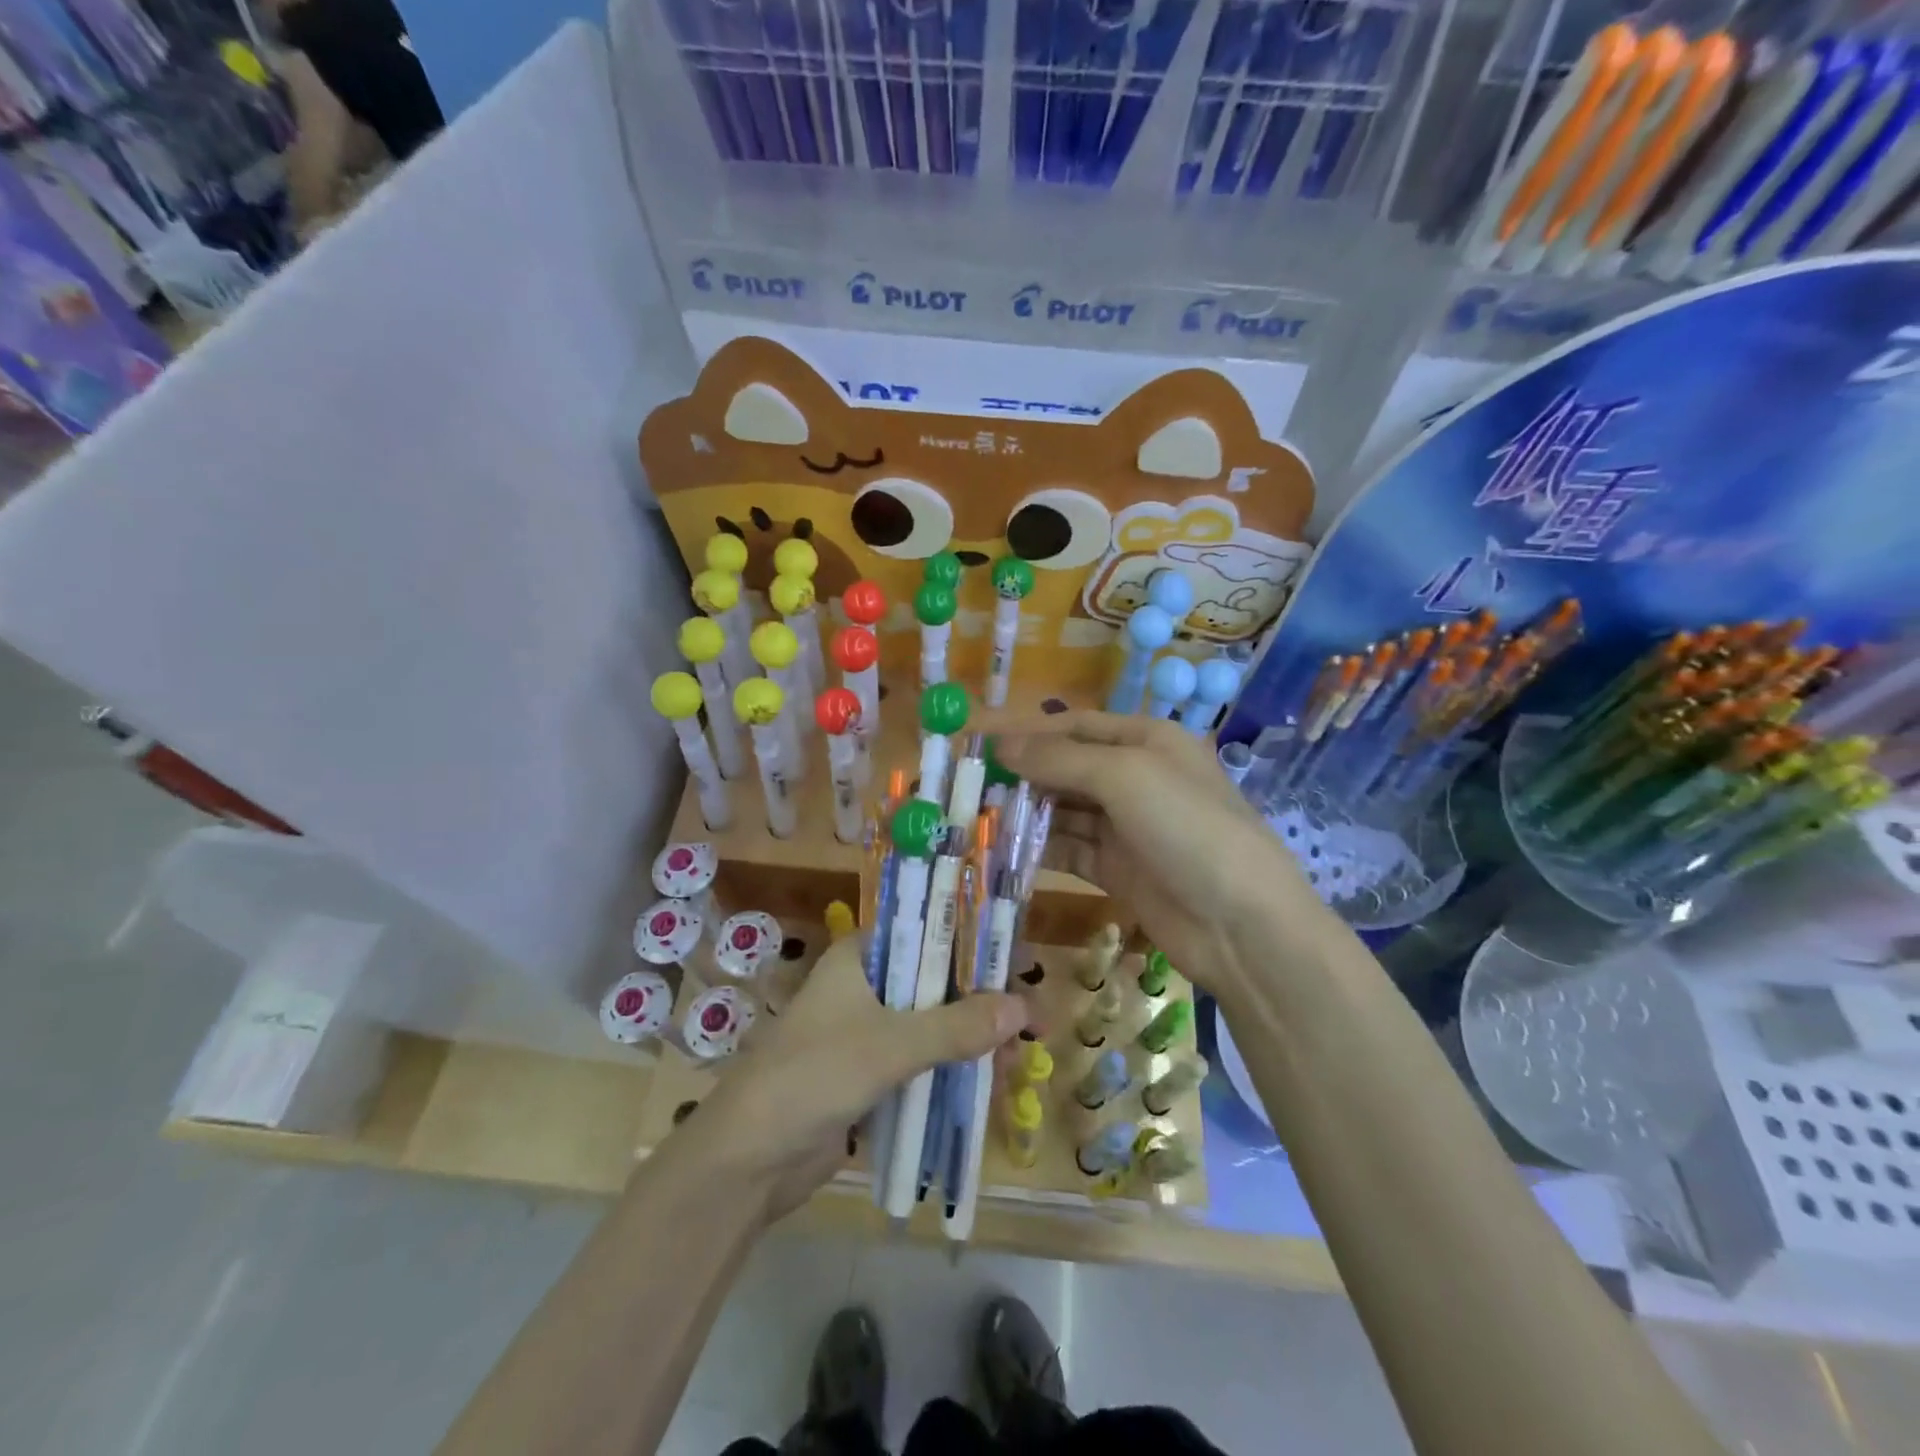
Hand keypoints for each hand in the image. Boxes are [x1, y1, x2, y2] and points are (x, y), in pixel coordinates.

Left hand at [689, 936, 1028, 1222]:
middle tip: (1030, 1022)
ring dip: (970, 1042)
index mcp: (859, 957)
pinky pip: (918, 1065)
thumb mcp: (891, 1045)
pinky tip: (987, 1085)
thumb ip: (957, 1026)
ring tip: (1018, 1061)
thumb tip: (1023, 1008)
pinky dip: (949, 1073)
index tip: (1014, 962)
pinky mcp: (865, 1077)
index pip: (925, 932)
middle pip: (933, 983)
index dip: (971, 944)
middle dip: (980, 1003)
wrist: (747, 1160)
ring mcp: (863, 1033)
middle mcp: (863, 987)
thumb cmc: (814, 1075)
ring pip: (929, 1027)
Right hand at [989, 712, 1332, 1000]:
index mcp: (1147, 740)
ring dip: (1025, 812)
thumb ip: (1060, 759)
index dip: (1028, 731)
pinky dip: (1038, 848)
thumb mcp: (1124, 776)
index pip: (1076, 725)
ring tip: (975, 817)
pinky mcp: (1118, 870)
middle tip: (967, 785)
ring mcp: (1127, 827)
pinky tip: (1002, 850)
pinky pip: (1069, 850)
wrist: (1241, 924)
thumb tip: (1002, 745)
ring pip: (1064, 811)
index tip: (978, 740)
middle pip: (1067, 767)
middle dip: (1022, 774)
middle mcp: (1136, 778)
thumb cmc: (1187, 827)